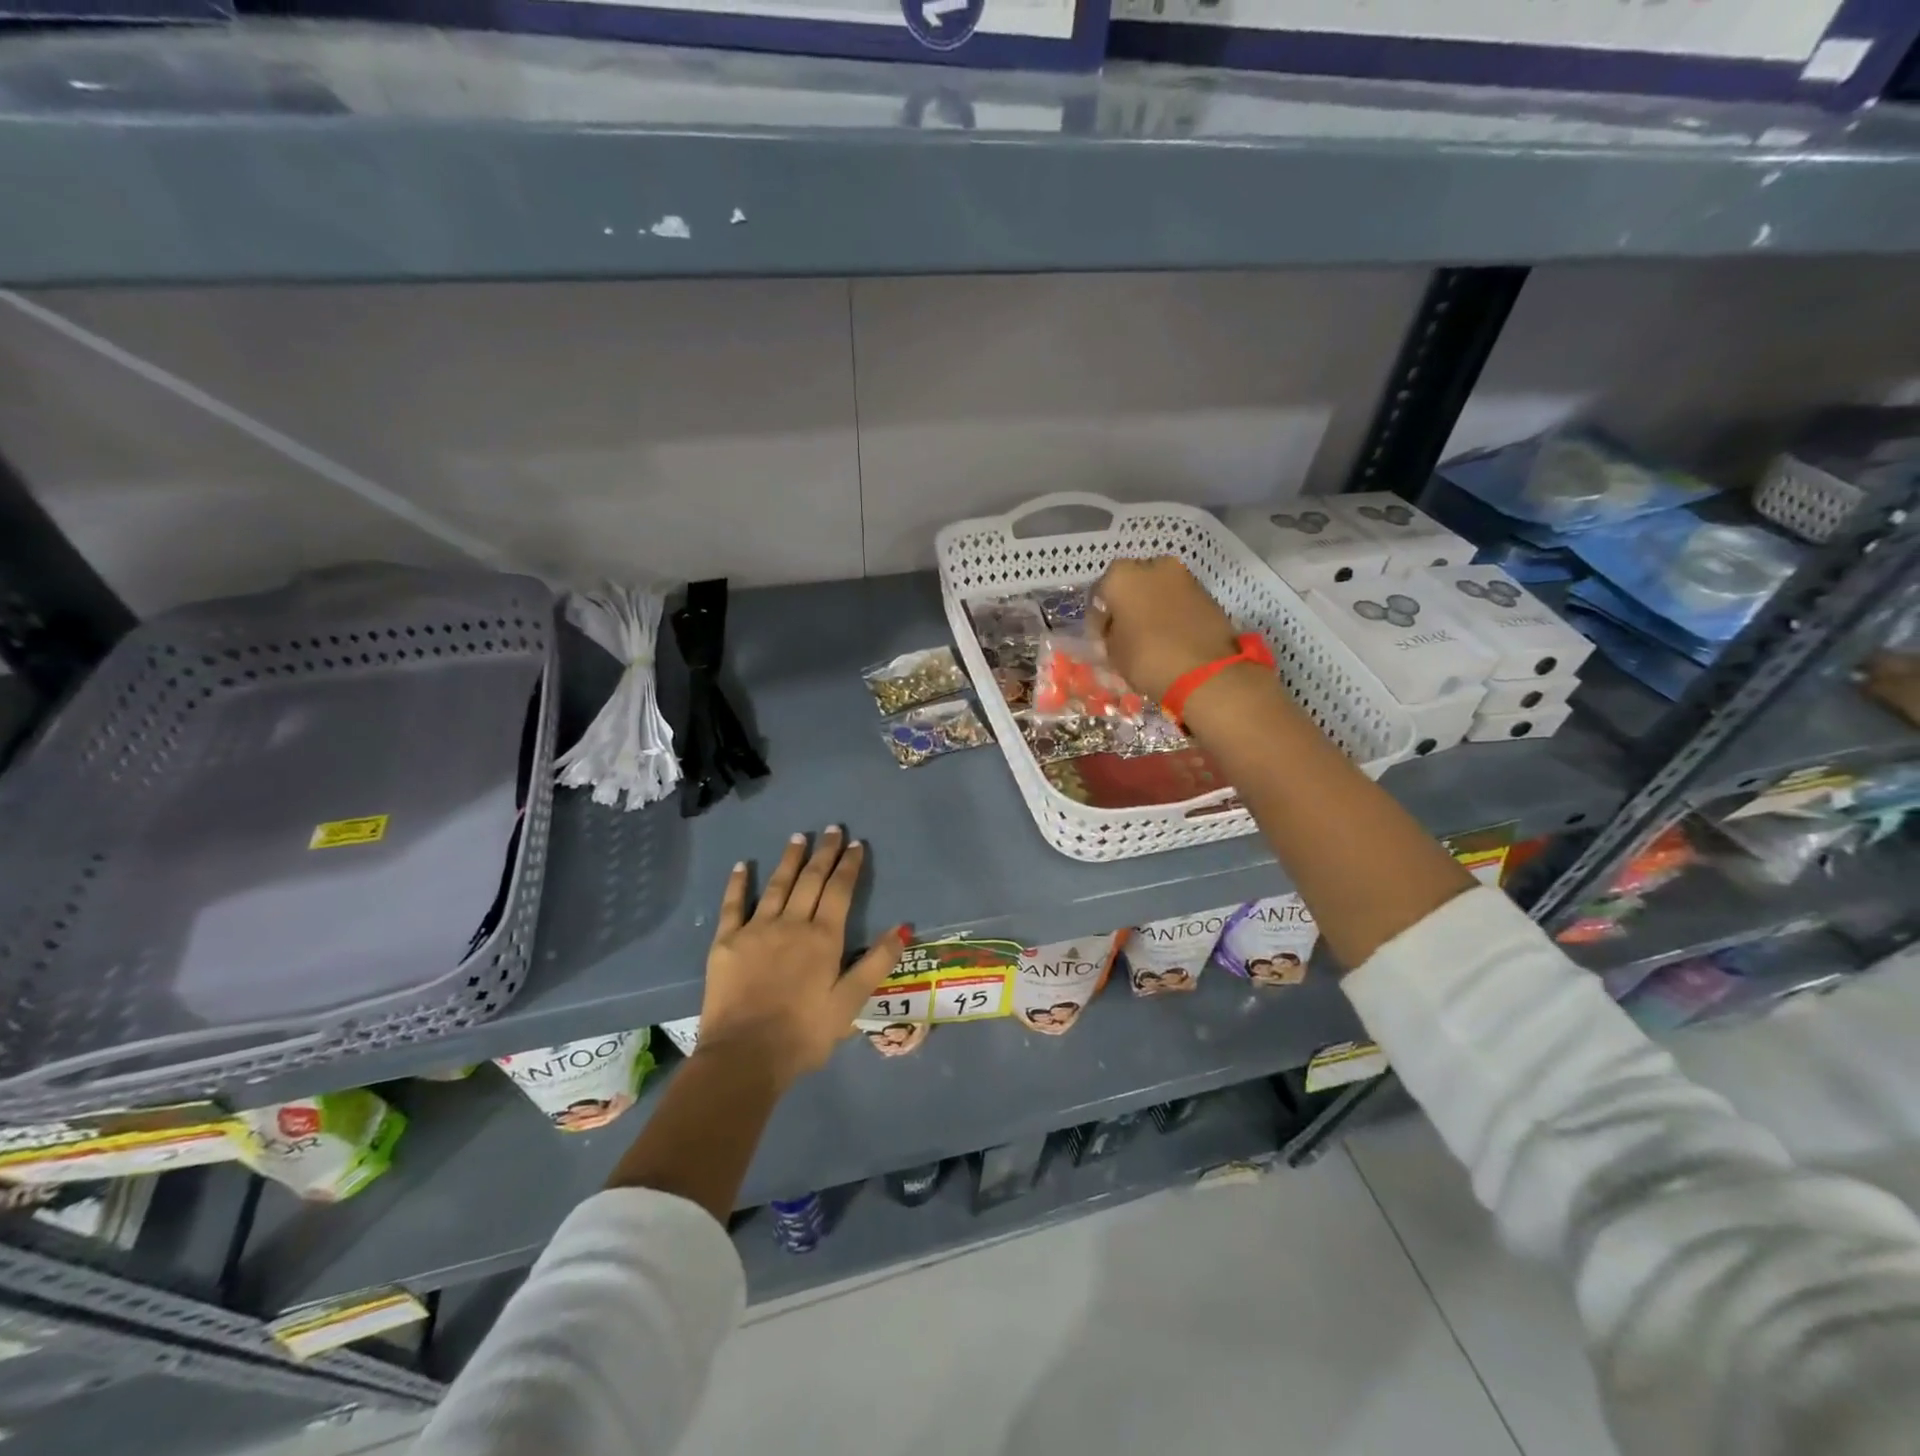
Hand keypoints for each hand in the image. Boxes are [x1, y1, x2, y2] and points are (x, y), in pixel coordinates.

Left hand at [697, 827, 906, 1089]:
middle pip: (811, 880)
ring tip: (798, 837)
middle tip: (831, 829)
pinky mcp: (726, 942)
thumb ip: (876, 962)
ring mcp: (756, 929)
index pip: (840, 891)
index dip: (849, 866)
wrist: (745, 1056)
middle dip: (824, 853)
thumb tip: (904, 927)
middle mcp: (792, 923)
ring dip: (790, 859)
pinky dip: (739, 883)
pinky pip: (734, 905)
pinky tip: (743, 865)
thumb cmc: (804, 1034)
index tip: (855, 844)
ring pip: (777, 885)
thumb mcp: (850, 1003)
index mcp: (823, 938)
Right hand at [1092, 557, 1239, 701]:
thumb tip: (1113, 628)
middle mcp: (1153, 566)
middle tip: (1127, 633)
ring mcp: (1184, 576)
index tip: (1103, 636)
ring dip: (1153, 607)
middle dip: (1129, 604)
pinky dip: (1173, 613)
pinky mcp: (1207, 593)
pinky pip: (1180, 600)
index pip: (1100, 592)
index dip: (1100, 616)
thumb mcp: (1112, 652)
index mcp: (1121, 576)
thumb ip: (1107, 633)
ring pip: (1159, 589)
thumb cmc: (1146, 658)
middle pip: (1133, 584)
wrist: (1205, 672)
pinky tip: (1172, 636)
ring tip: (1151, 636)